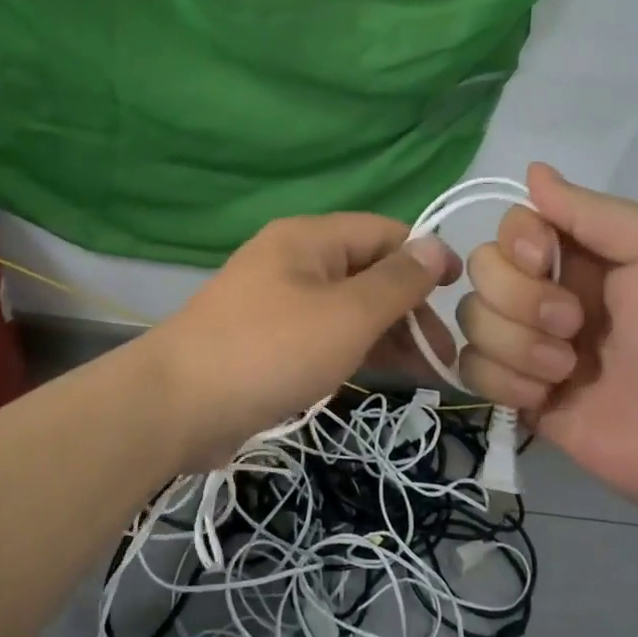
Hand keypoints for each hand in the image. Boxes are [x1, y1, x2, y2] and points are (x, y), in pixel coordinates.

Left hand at [148, 214, 457, 466]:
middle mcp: (291, 261)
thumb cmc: (271, 350)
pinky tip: (379, 376)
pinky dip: (353, 351)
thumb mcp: (347, 315)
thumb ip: (397, 281)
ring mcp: (274, 302)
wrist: (178, 405)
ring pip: (345, 308)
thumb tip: (436, 244)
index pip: (383, 232)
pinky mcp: (264, 341)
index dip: (425, 257)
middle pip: (366, 271)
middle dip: (409, 307)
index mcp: (309, 239)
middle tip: (444, 354)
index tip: (460, 296)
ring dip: (386, 334)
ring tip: (426, 373)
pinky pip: (321, 335)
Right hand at [454, 163, 637, 518]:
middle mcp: (547, 291)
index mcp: (581, 254)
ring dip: (517, 345)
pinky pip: (470, 368)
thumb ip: (593, 209)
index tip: (544, 260)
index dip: (516, 241)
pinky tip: (547, 396)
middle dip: (520, 299)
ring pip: (471, 318)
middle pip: (482, 268)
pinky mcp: (515, 390)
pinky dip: (505, 381)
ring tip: (567, 370)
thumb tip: (532, 170)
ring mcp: (527, 343)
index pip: (512, 225)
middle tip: (574, 326)